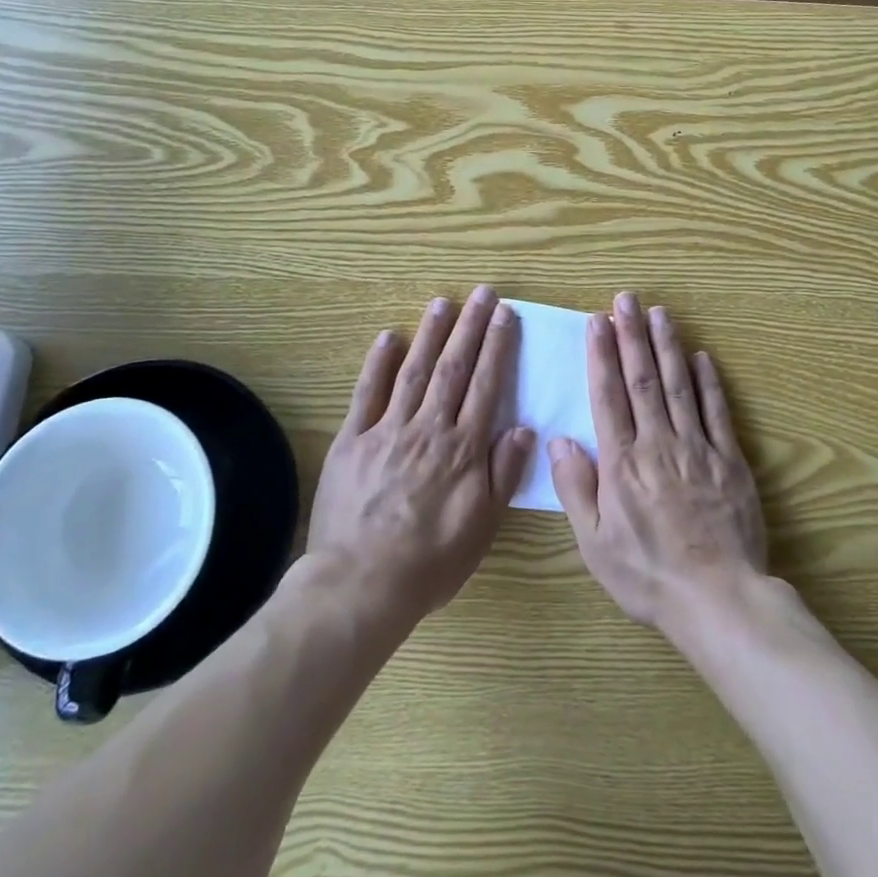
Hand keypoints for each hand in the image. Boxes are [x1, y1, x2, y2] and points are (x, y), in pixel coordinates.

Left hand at [307, 285, 535, 626]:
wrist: (361, 583)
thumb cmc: (430, 561)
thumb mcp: (482, 527)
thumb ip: (504, 474)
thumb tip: (525, 427)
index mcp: (463, 448)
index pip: (485, 385)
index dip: (497, 346)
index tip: (505, 314)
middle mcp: (429, 428)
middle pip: (453, 368)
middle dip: (470, 327)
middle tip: (482, 293)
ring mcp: (388, 430)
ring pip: (414, 371)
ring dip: (430, 333)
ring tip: (443, 302)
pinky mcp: (352, 439)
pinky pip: (367, 393)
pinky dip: (378, 363)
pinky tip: (389, 337)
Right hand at [551, 292, 767, 633]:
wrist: (718, 599)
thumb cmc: (647, 575)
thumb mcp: (595, 544)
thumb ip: (576, 489)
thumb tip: (559, 441)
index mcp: (621, 463)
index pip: (608, 395)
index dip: (602, 355)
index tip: (598, 321)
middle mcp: (657, 444)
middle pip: (643, 379)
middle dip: (632, 335)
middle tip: (627, 299)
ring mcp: (697, 448)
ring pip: (679, 385)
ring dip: (668, 346)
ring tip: (660, 313)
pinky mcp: (729, 460)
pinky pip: (716, 412)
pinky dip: (709, 381)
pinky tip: (702, 356)